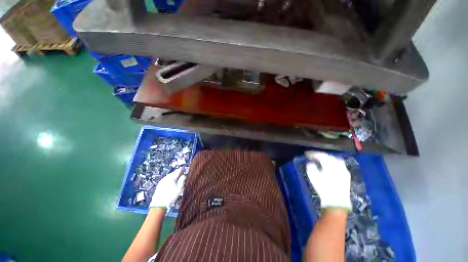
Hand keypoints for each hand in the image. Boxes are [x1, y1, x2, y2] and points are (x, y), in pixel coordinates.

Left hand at [150, 168, 186, 209]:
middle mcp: (166, 177)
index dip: (183, 170)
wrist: (159, 204)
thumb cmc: (171, 195)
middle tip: (182, 178)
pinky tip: (171, 186)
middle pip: (174, 173)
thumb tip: (184, 175)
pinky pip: (166, 180)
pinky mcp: (159, 185)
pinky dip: (170, 181)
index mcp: (172, 176)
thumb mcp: (179, 187)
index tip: (186, 172)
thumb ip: (182, 179)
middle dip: (178, 174)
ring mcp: (162, 180)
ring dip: (174, 178)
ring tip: (177, 182)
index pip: (179, 170)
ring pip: (170, 176)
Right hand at [305, 151, 350, 210]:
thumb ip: (311, 168)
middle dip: (320, 155)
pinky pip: (340, 165)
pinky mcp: (346, 176)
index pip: (321, 156)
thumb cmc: (324, 189)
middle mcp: (338, 166)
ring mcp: (344, 171)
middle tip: (313, 156)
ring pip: (336, 159)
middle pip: (329, 156)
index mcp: (330, 166)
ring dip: (328, 158)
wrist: (337, 203)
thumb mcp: (314, 178)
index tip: (307, 154)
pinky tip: (330, 166)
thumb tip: (311, 163)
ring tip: (321, 159)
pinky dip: (333, 162)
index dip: (313, 153)